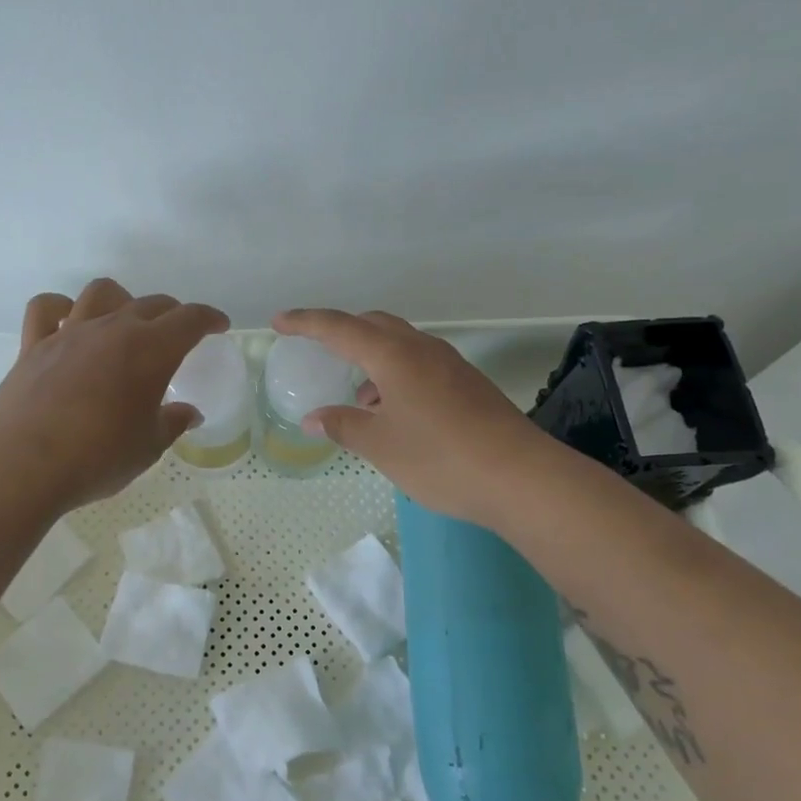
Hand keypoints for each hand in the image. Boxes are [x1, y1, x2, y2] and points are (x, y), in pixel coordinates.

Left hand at [0, 279, 229, 511]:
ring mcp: (70, 332)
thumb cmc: (97, 458)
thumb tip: (189, 413)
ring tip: (125, 321)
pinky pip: (47, 308)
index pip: (190, 319)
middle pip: (150, 304)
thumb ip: (172, 423)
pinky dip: (62, 308)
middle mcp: (112, 329)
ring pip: (101, 293)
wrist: (22, 465)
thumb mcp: (147, 447)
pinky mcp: (34, 345)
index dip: (209, 318)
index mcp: (150, 350)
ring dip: (122, 300)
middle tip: (179, 333)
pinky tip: (68, 321)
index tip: (219, 325)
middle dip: (172, 313)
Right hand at [272, 308, 544, 527]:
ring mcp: (450, 365)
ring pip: (400, 345)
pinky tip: (393, 412)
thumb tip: (314, 418)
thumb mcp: (381, 446)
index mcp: (395, 356)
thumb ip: (344, 426)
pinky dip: (395, 376)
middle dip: (342, 332)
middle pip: (374, 325)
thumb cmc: (440, 458)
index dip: (306, 323)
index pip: (340, 328)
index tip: (279, 322)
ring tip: (358, 398)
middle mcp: (422, 350)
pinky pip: (419, 365)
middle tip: (317, 348)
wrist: (521, 478)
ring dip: (372, 359)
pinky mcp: (467, 385)